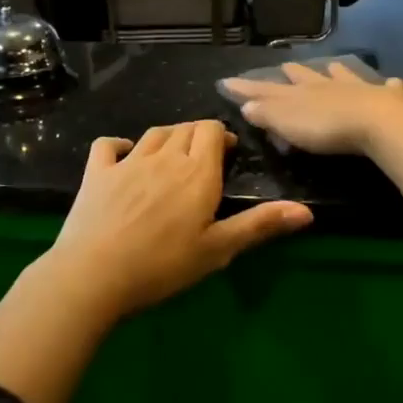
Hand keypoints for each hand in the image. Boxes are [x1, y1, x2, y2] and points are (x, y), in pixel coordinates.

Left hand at [42, 119, 312, 318]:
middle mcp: (164, 157)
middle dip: (198, 135)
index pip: (211, 130)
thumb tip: (307, 211)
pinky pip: (108, 145)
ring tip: (173, 155)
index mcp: (197, 172)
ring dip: (167, 137)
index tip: (226, 152)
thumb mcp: (219, 249)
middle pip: (185, 128)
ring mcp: (127, 163)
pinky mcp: (97, 173)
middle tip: (203, 158)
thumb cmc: (164, 265)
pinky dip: (119, 145)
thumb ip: (260, 225)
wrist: (95, 274)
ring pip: (153, 133)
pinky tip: (124, 156)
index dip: (220, 135)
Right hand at [225, 63, 402, 220]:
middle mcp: (328, 86)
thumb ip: (267, 113)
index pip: (267, 89)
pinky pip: (387, 89)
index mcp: (301, 94)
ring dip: (337, 73)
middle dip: (295, 74)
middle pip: (307, 78)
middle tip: (287, 66)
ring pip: (344, 77)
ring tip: (333, 65)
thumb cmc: (326, 126)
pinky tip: (393, 82)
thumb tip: (246, 105)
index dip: (248, 87)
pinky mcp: (387, 99)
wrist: (377, 121)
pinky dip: (388, 85)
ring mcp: (359, 89)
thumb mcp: (288, 123)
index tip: (228, 80)